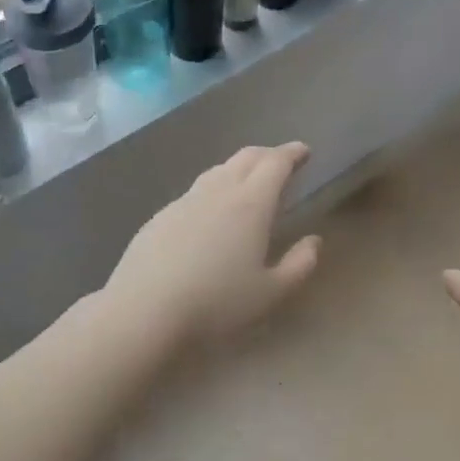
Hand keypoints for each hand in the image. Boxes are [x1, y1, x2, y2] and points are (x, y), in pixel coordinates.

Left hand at [105, 143, 322, 348]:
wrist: (145, 309)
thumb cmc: (217, 302)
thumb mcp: (271, 292)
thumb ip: (299, 264)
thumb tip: (314, 241)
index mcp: (251, 204)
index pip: (275, 164)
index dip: (292, 154)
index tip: (303, 151)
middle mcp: (217, 192)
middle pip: (245, 158)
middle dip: (267, 155)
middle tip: (281, 163)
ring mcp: (184, 202)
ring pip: (216, 172)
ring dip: (237, 169)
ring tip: (247, 183)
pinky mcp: (160, 217)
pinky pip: (194, 193)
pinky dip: (212, 190)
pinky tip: (209, 214)